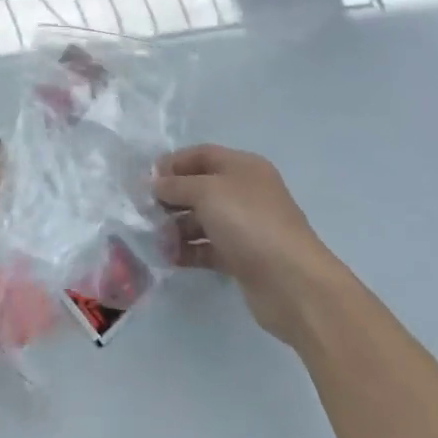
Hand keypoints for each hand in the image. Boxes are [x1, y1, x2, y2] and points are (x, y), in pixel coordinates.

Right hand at [157, 144, 338, 347]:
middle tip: (146, 211)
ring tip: (158, 240)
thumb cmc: (249, 223)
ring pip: (202, 220)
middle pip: (199, 187)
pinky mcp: (242, 258)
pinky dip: (188, 251)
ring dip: (176, 227)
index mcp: (243, 167)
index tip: (147, 180)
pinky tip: (170, 258)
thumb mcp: (207, 192)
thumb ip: (176, 185)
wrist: (292, 283)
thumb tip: (155, 184)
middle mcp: (245, 192)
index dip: (173, 163)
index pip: (201, 155)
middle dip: (171, 198)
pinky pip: (208, 248)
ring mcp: (245, 226)